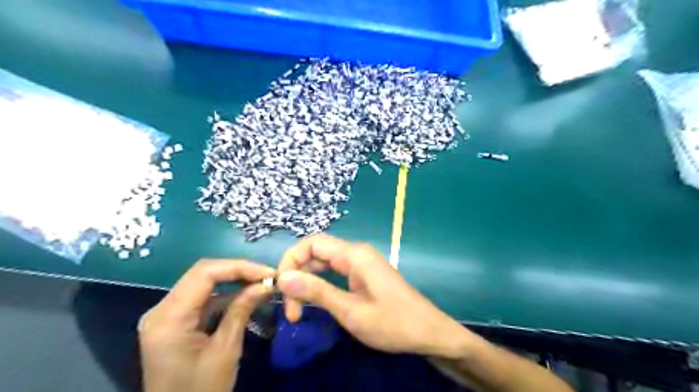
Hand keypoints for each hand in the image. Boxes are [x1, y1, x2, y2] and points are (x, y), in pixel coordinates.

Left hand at [138, 259, 277, 390]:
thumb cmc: (201, 391)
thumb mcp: (225, 349)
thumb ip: (242, 310)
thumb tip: (265, 284)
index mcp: (168, 317)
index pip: (205, 273)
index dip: (239, 267)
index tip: (268, 273)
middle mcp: (161, 309)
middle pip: (202, 274)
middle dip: (238, 271)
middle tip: (267, 276)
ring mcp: (166, 315)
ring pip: (203, 283)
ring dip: (233, 281)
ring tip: (261, 283)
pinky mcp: (174, 322)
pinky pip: (202, 299)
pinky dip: (225, 295)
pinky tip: (246, 296)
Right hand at [276, 234, 465, 359]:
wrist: (428, 332)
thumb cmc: (392, 323)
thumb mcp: (350, 311)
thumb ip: (317, 292)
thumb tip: (283, 278)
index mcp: (354, 255)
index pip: (311, 243)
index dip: (291, 260)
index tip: (281, 289)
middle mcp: (356, 253)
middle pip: (316, 252)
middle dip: (298, 275)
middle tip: (291, 310)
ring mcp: (361, 263)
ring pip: (324, 263)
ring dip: (308, 282)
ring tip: (298, 310)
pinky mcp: (364, 274)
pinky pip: (335, 272)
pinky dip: (321, 284)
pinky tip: (316, 302)